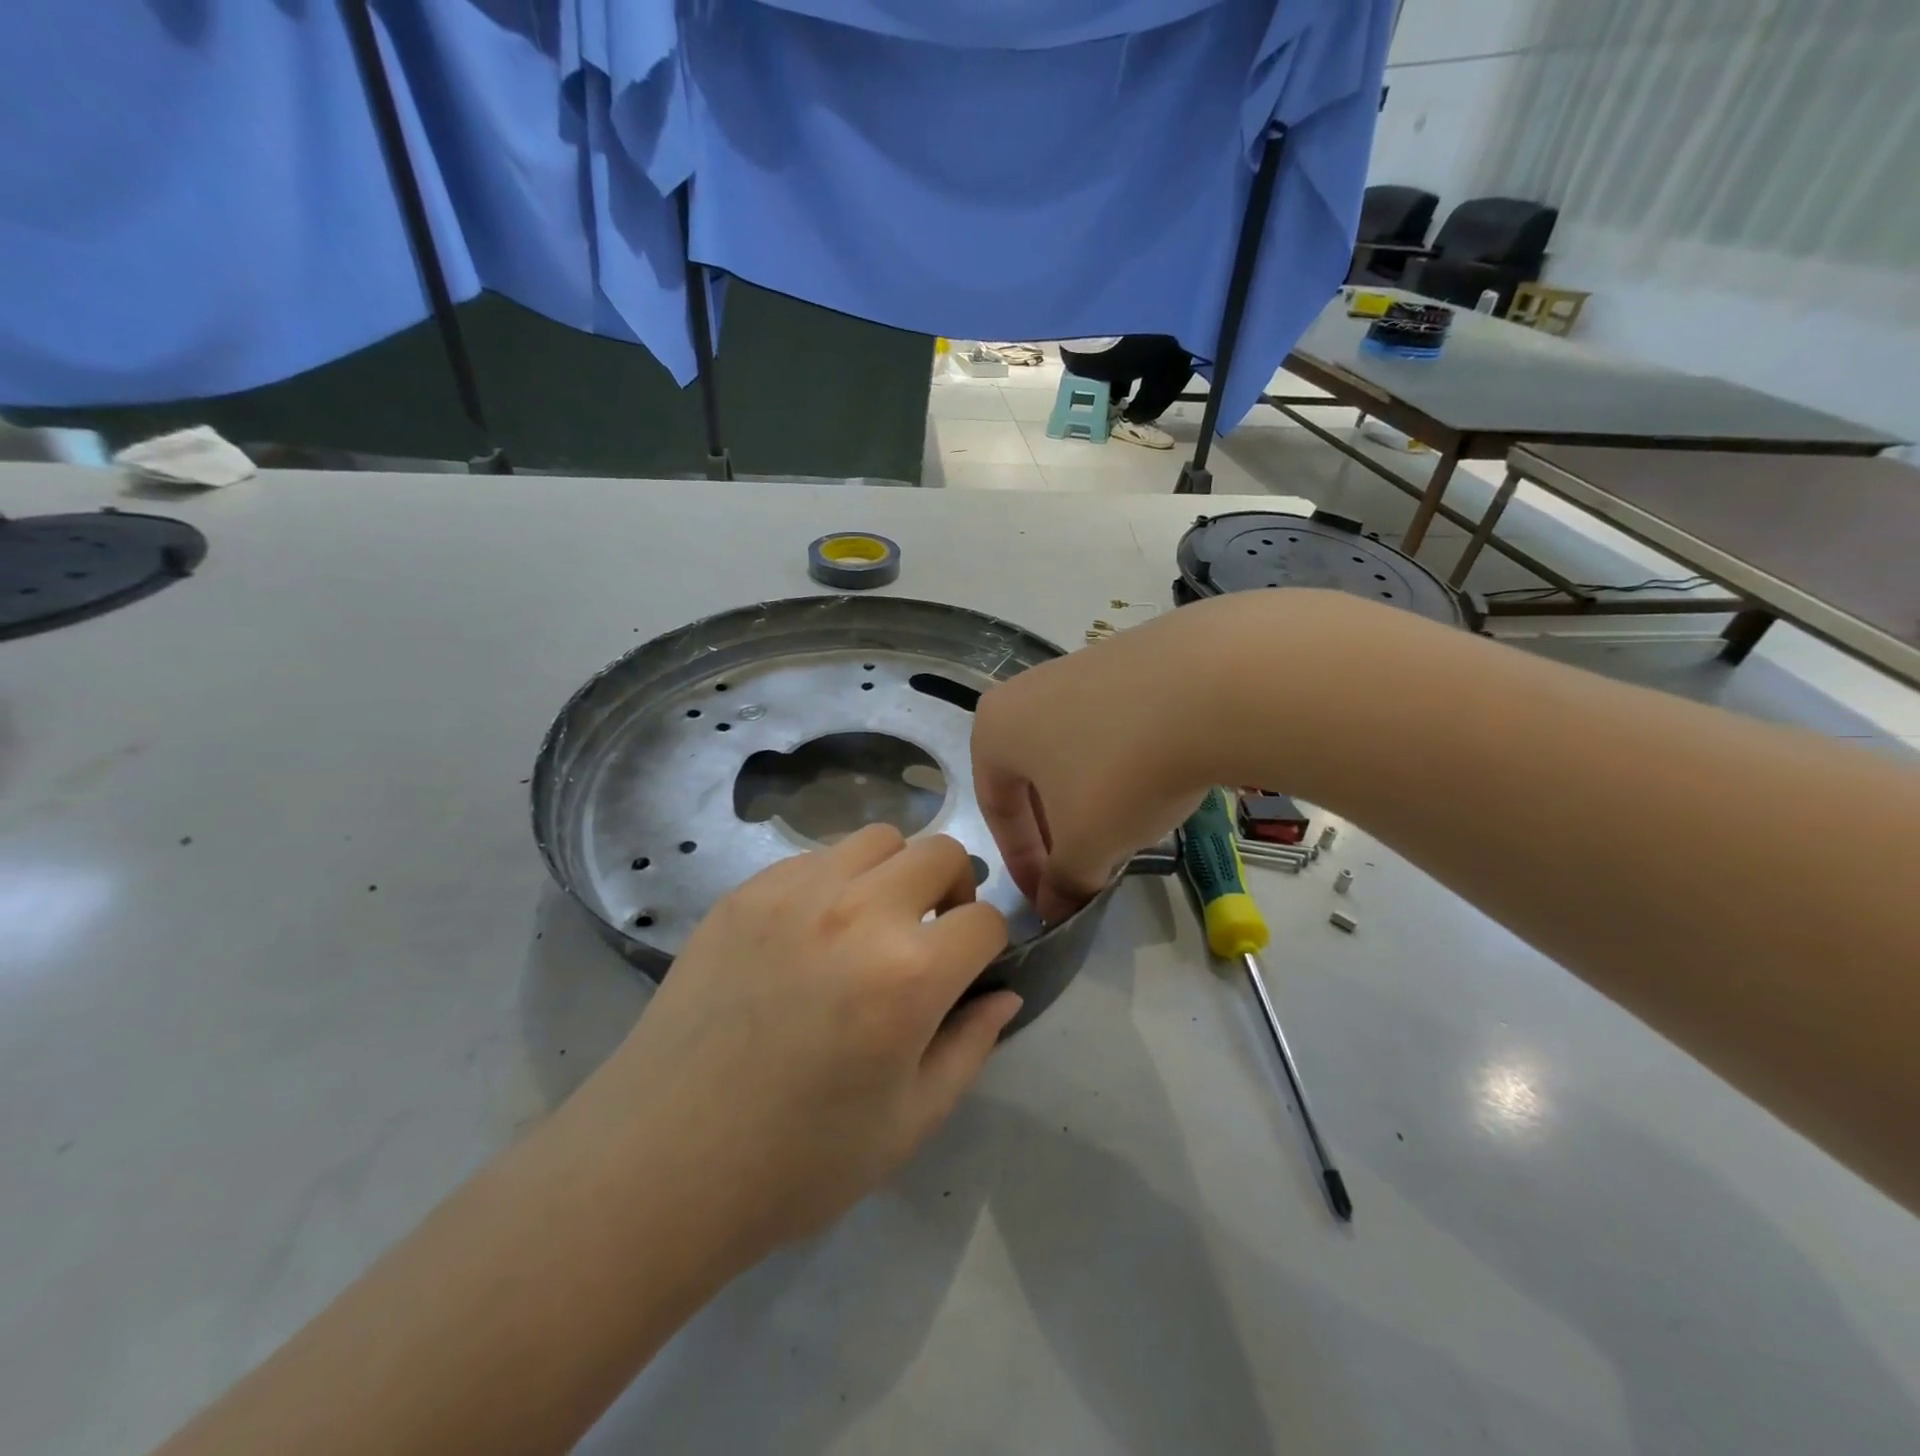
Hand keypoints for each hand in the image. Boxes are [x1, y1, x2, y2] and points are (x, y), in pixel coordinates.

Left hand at [580, 825, 1016, 1269]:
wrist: (660, 1163)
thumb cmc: (797, 1161)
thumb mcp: (909, 1123)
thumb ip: (970, 1047)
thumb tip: (1005, 994)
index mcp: (908, 973)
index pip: (986, 921)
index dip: (990, 946)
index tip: (968, 972)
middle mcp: (857, 912)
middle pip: (939, 852)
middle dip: (953, 889)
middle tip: (929, 936)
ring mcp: (793, 892)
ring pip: (877, 839)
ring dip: (894, 873)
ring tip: (870, 925)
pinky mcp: (744, 893)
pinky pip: (813, 858)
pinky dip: (833, 881)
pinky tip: (809, 935)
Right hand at [972, 606, 1223, 922]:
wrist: (1212, 685)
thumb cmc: (1122, 772)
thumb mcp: (1087, 844)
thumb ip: (1063, 882)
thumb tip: (1054, 909)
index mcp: (996, 728)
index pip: (996, 807)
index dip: (1021, 863)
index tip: (1050, 899)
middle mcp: (1028, 689)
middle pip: (1034, 776)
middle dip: (1057, 829)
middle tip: (1086, 868)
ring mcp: (1083, 666)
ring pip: (1076, 750)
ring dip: (1092, 797)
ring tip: (1127, 829)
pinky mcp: (1133, 657)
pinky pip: (1115, 724)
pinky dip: (1126, 761)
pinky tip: (1159, 781)